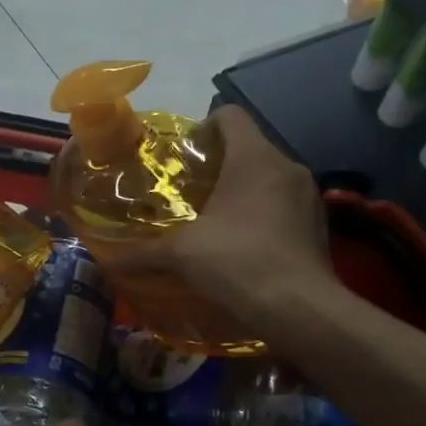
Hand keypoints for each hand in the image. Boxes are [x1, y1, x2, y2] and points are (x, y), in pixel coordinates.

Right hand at [108, 106, 335, 330]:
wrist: (300, 310)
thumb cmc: (238, 263)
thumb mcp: (182, 255)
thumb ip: (142, 252)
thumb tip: (106, 259)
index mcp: (254, 157)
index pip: (230, 115)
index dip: (203, 128)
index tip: (184, 158)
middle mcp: (287, 166)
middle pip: (248, 147)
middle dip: (218, 166)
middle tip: (190, 193)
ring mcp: (308, 195)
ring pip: (268, 177)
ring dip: (242, 191)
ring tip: (214, 220)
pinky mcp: (319, 224)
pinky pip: (284, 204)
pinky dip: (263, 214)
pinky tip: (243, 244)